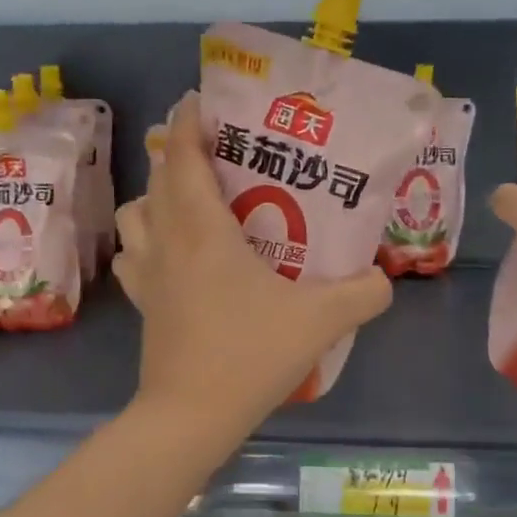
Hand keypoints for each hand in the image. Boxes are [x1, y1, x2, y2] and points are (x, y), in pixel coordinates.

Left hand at [113, 94, 392, 434]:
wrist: (191, 415)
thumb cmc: (250, 355)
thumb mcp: (320, 321)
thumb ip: (362, 293)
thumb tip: (383, 278)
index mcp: (203, 230)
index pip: (183, 157)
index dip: (188, 122)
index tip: (199, 101)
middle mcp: (166, 241)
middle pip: (158, 179)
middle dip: (179, 154)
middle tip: (215, 152)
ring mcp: (147, 274)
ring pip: (136, 214)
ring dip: (156, 197)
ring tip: (190, 202)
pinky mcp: (142, 303)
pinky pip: (134, 254)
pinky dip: (145, 241)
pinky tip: (171, 254)